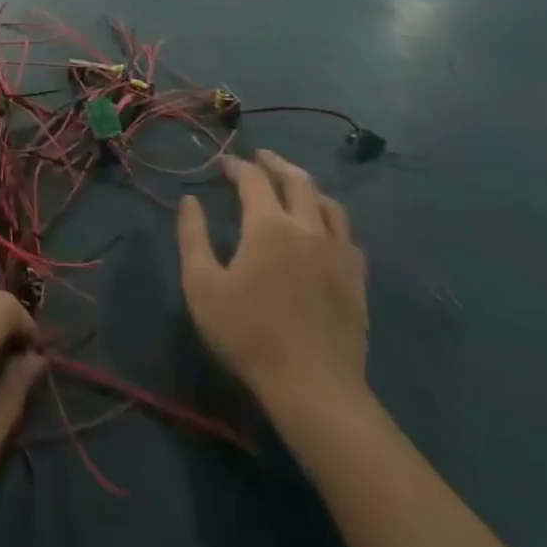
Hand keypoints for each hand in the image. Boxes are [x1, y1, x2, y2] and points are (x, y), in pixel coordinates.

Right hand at [178, 151, 368, 421]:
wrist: (314, 389)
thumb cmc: (249, 334)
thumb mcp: (202, 286)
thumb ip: (193, 237)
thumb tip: (189, 200)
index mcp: (269, 225)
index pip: (253, 180)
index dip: (237, 166)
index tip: (223, 162)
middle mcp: (307, 228)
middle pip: (298, 181)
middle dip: (276, 163)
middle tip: (260, 157)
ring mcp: (338, 254)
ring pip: (329, 204)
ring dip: (308, 187)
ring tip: (294, 185)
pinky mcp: (357, 281)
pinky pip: (348, 236)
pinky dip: (331, 220)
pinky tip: (324, 230)